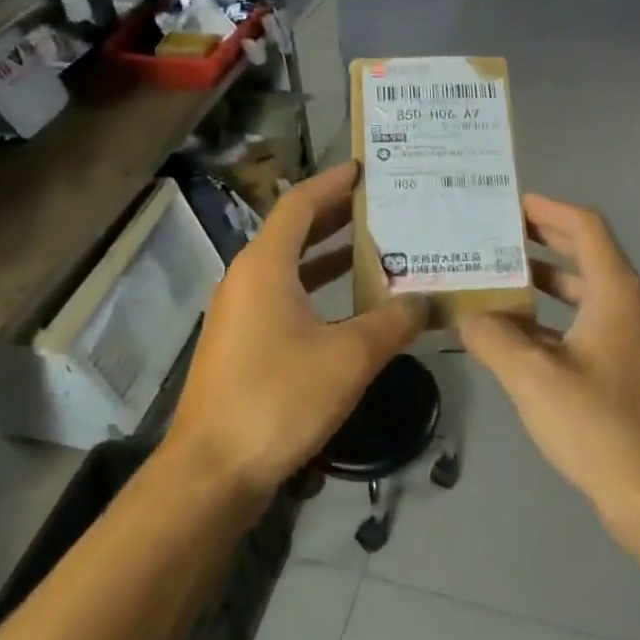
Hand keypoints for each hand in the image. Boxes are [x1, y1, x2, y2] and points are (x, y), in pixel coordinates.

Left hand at [166, 162, 425, 498]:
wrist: (213, 470)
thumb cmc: (278, 399)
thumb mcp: (348, 357)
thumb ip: (392, 322)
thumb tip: (425, 300)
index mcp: (265, 266)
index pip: (300, 204)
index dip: (333, 182)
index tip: (367, 169)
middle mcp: (247, 279)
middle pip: (294, 231)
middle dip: (338, 215)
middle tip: (386, 205)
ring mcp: (241, 312)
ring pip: (291, 267)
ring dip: (330, 254)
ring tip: (379, 247)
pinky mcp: (243, 343)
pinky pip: (285, 297)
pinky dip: (318, 289)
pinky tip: (353, 306)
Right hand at [459, 195, 639, 550]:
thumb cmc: (602, 426)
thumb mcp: (534, 378)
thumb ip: (493, 339)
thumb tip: (465, 315)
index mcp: (617, 294)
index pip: (585, 228)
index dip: (548, 209)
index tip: (509, 204)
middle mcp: (631, 308)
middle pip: (586, 256)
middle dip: (541, 243)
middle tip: (495, 238)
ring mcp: (634, 343)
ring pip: (585, 297)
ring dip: (544, 286)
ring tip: (497, 283)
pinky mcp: (630, 374)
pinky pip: (587, 330)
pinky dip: (554, 324)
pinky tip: (517, 340)